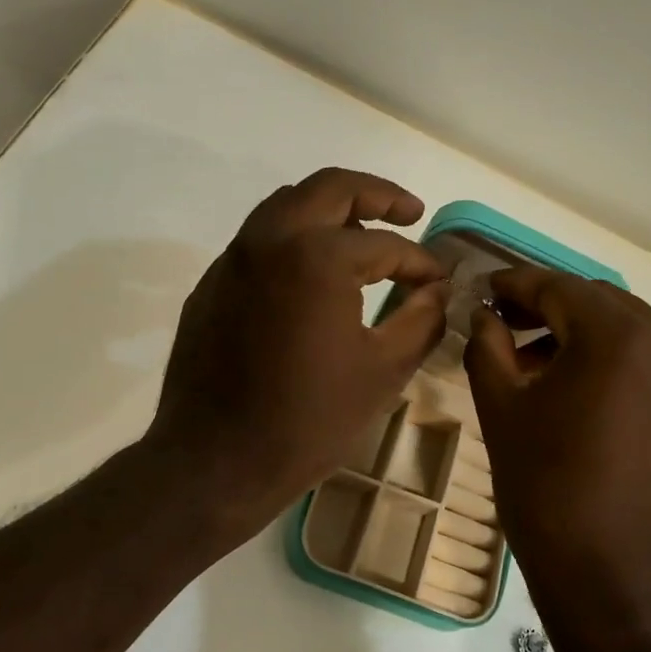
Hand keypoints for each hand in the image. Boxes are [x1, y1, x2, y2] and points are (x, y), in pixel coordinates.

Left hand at [147, 168, 451, 534]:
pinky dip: (294, 239)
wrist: (215, 463)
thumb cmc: (308, 421)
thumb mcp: (383, 372)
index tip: (439, 281)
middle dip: (377, 194)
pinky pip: (259, 241)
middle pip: (330, 188)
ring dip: (331, 209)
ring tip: (363, 234)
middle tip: (409, 212)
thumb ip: (421, 319)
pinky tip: (313, 275)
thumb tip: (437, 289)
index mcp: (317, 257)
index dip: (421, 262)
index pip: (385, 245)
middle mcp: (270, 240)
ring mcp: (233, 260)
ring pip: (287, 206)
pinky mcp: (211, 285)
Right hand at [465, 268, 650, 651]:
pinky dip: (614, 362)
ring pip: (628, 331)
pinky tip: (581, 392)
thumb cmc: (548, 491)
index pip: (557, 287)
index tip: (482, 290)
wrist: (617, 581)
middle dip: (548, 308)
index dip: (514, 285)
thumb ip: (487, 348)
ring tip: (537, 365)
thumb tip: (483, 316)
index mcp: (619, 335)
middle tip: (503, 326)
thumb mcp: (502, 413)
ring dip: (582, 335)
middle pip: (597, 303)